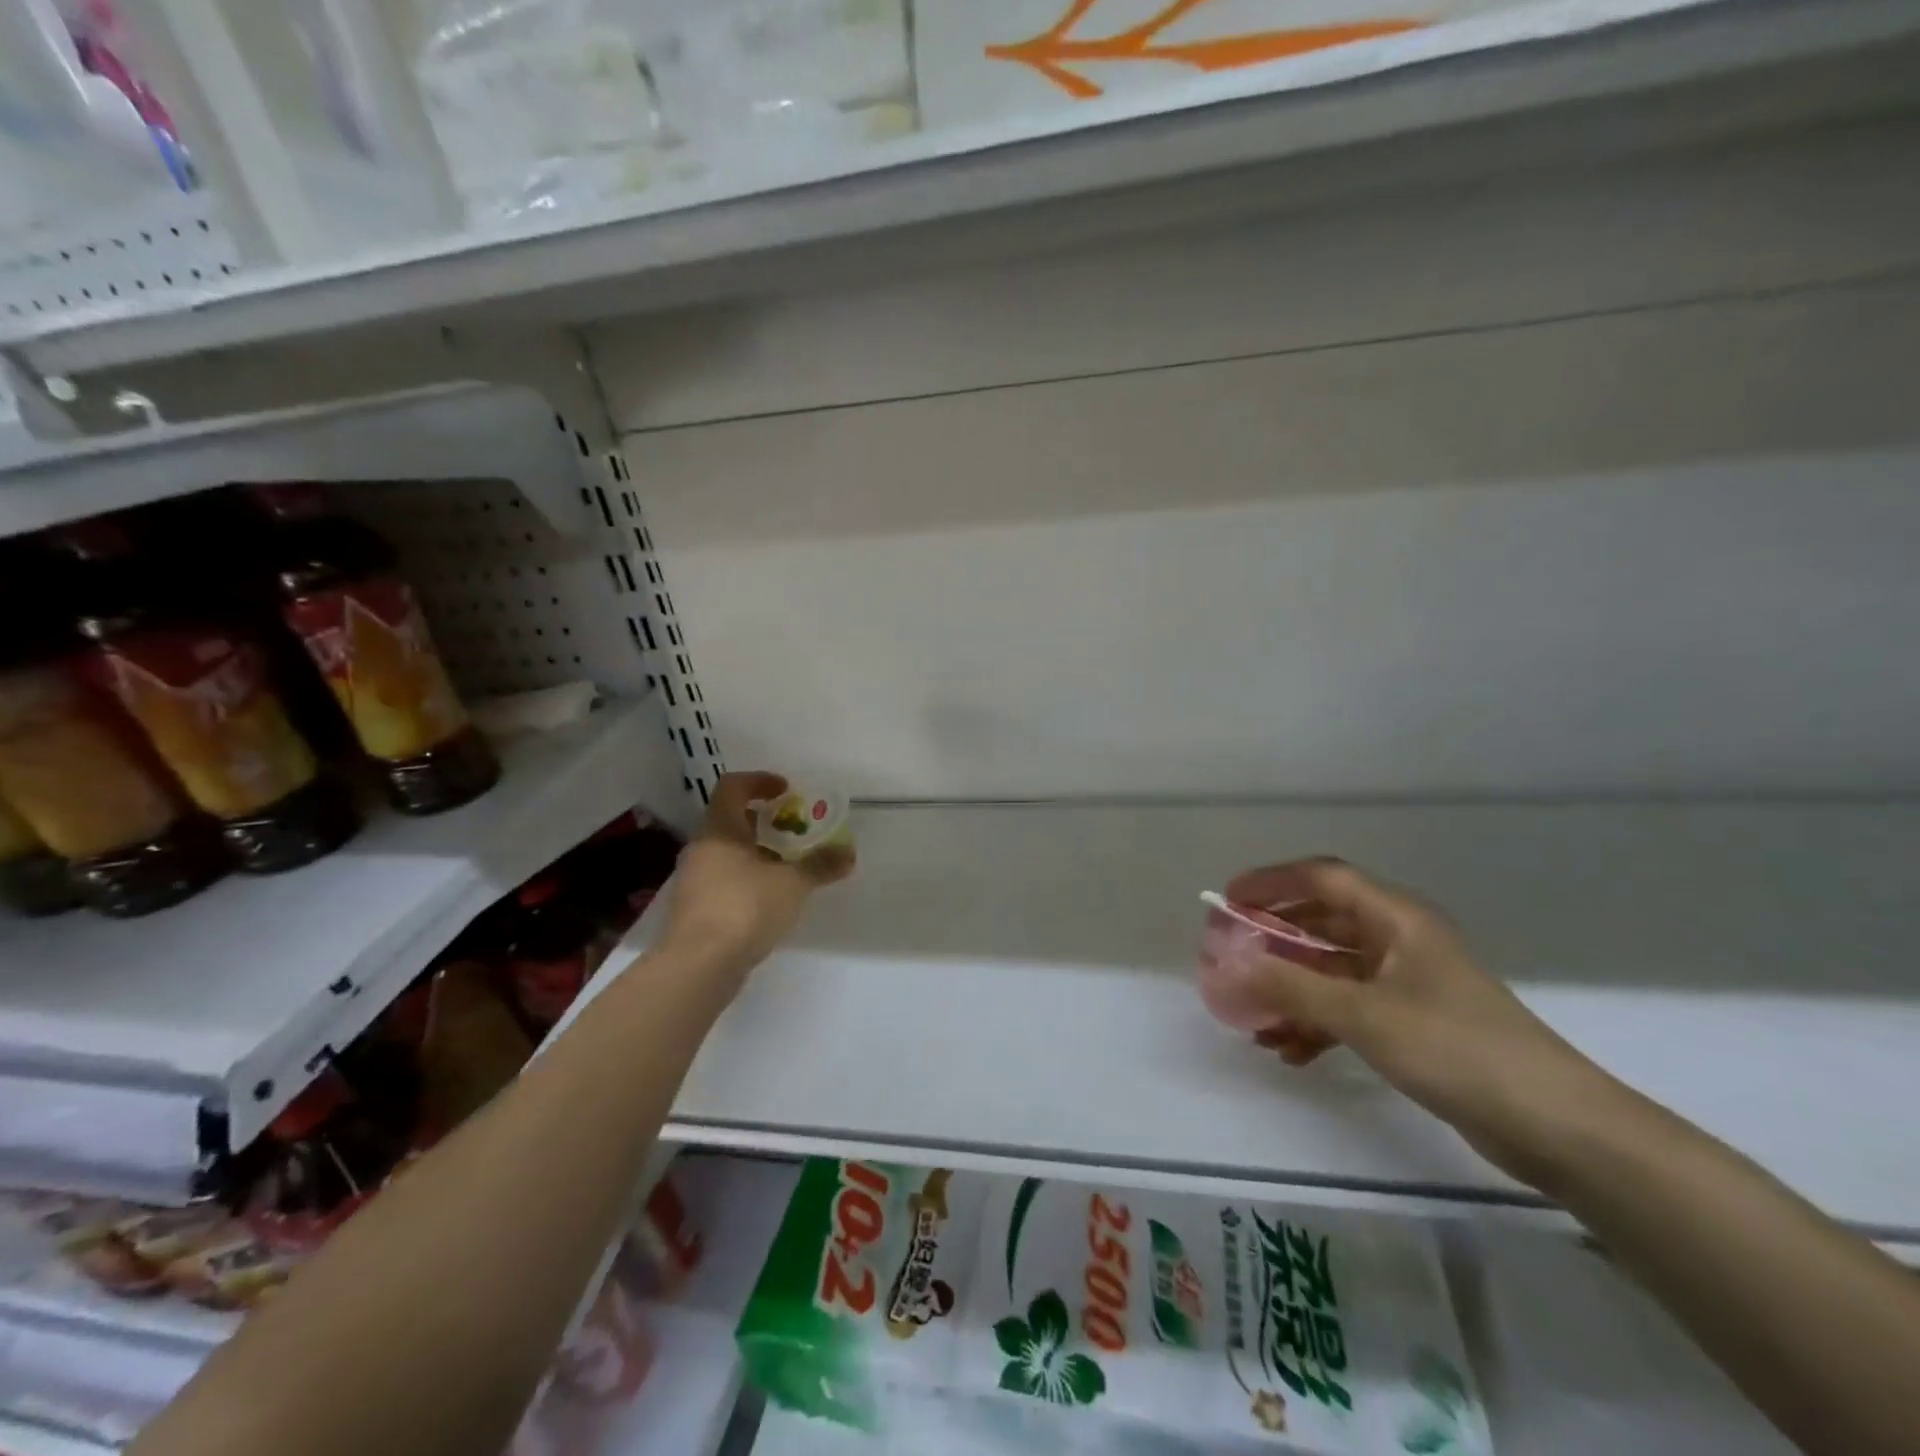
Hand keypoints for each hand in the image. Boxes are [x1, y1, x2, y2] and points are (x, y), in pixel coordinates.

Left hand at [661, 771, 854, 987]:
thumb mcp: (792, 884)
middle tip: (795, 831)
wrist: (698, 966)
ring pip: (728, 854)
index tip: (786, 791)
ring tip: (789, 868)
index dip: (759, 781)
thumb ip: (820, 865)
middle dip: (765, 822)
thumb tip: (848, 853)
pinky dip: (748, 881)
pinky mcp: (696, 910)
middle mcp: (702, 849)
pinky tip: (772, 900)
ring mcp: (694, 881)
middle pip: (731, 821)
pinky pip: (724, 882)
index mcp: (720, 830)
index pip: (732, 787)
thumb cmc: (744, 908)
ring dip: (758, 854)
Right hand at [1222, 857, 1613, 1177]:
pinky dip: (1317, 1022)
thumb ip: (1292, 987)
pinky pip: (1349, 1008)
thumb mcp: (1364, 1014)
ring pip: (1332, 971)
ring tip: (1252, 1016)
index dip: (1272, 881)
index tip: (1228, 899)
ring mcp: (1407, 984)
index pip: (1322, 878)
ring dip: (1291, 989)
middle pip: (1322, 924)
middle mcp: (1399, 941)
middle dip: (1273, 940)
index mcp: (1396, 919)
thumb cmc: (1457, 1049)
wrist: (1557, 1126)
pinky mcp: (1413, 1024)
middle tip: (1230, 956)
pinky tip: (1289, 1051)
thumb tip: (1229, 965)